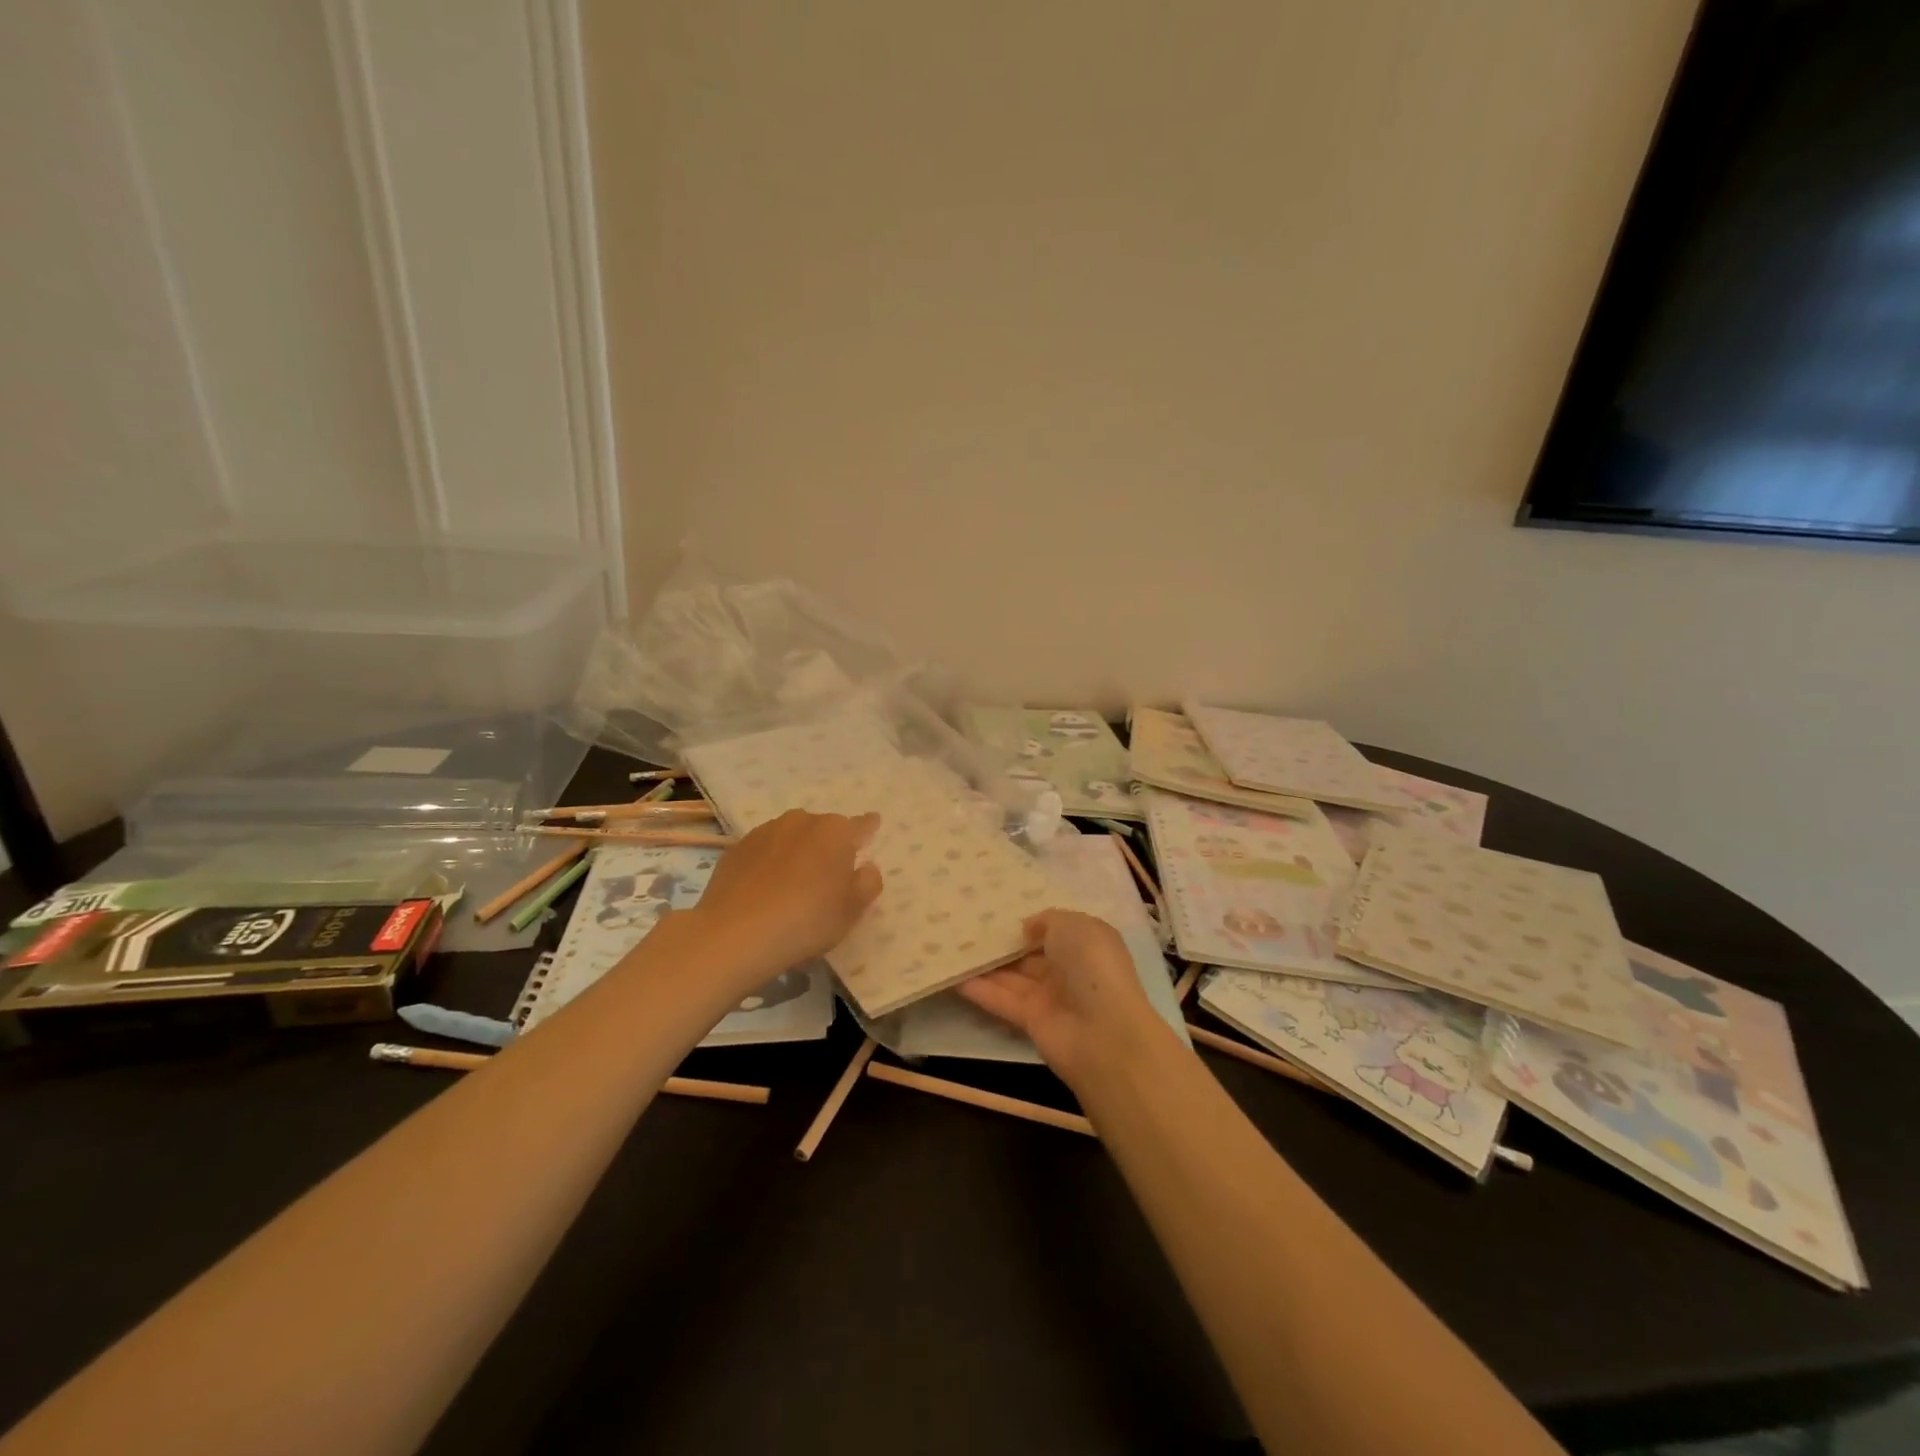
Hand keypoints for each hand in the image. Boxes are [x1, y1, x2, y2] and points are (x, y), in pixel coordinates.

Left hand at [693, 810, 882, 982]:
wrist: (735, 935)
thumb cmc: (807, 921)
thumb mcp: (852, 911)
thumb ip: (867, 883)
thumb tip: (865, 867)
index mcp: (836, 832)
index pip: (861, 825)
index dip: (868, 828)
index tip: (872, 826)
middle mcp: (802, 821)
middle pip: (823, 830)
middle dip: (828, 846)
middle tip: (828, 877)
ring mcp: (765, 832)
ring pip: (791, 838)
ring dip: (797, 853)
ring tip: (793, 885)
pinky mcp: (736, 848)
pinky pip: (763, 852)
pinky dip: (769, 864)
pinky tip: (764, 890)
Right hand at [957, 909, 1161, 1087]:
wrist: (1103, 1032)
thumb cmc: (1092, 966)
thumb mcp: (1073, 925)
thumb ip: (1045, 921)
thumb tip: (1025, 928)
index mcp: (1086, 943)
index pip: (1054, 929)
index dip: (1028, 920)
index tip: (995, 908)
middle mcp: (1068, 969)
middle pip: (1029, 953)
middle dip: (1002, 940)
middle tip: (964, 922)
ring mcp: (1049, 997)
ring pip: (1011, 976)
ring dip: (984, 963)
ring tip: (951, 943)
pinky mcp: (1030, 1021)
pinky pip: (1001, 999)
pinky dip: (978, 989)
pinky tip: (951, 974)